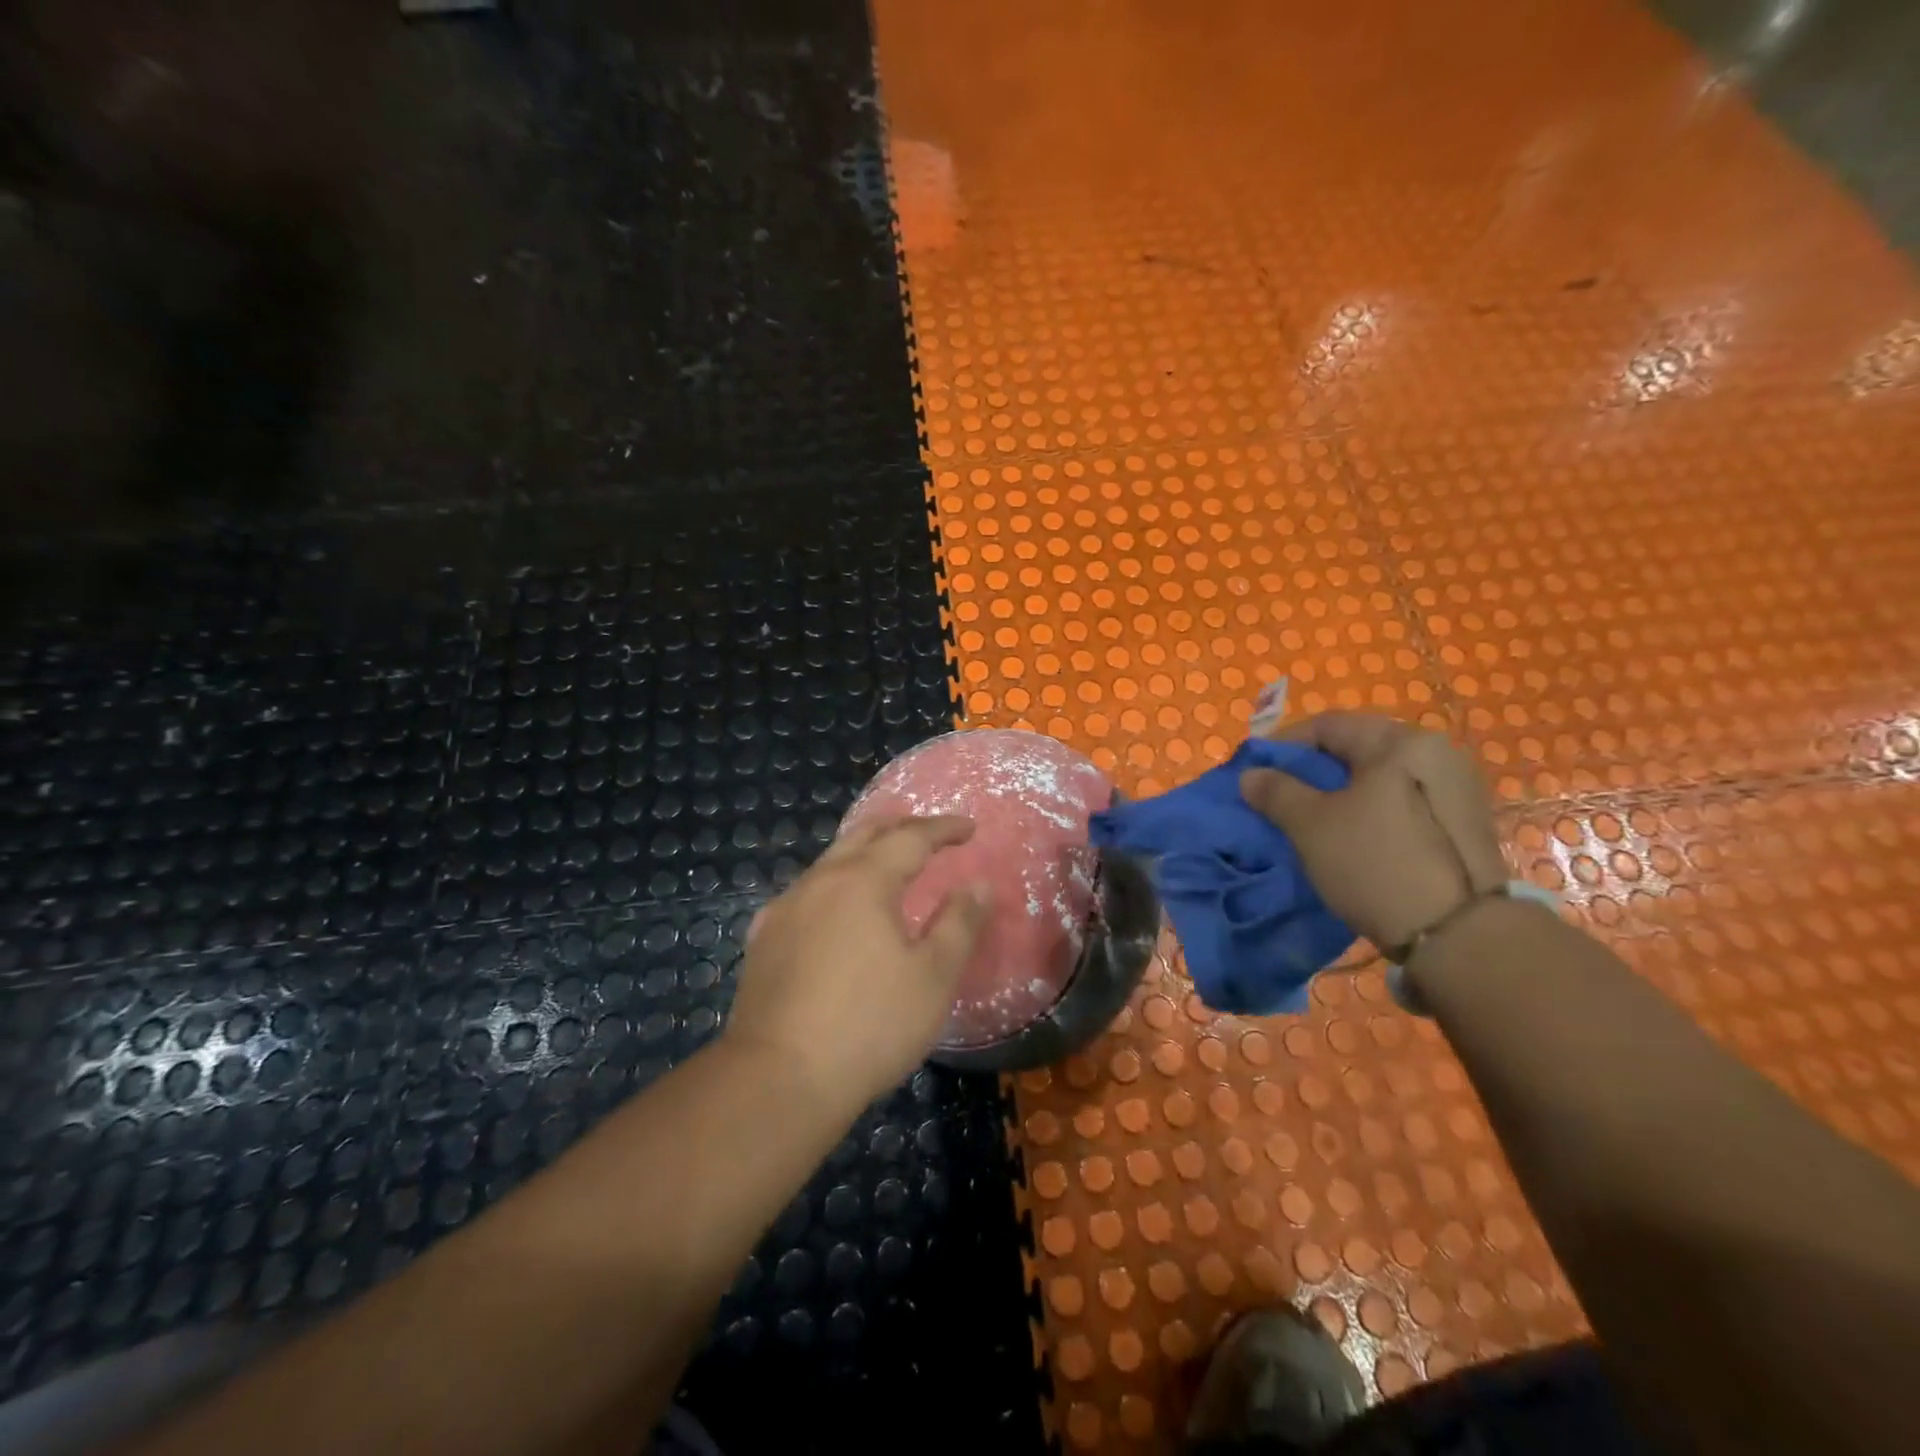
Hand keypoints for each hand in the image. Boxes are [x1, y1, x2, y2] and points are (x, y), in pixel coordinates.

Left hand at [726, 816, 989, 1113]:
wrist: (777, 1078)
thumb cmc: (870, 1025)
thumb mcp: (933, 976)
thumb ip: (959, 923)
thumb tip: (979, 884)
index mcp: (864, 881)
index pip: (910, 837)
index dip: (943, 828)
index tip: (969, 828)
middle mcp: (820, 881)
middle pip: (863, 835)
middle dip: (899, 826)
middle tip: (927, 831)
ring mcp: (785, 909)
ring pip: (829, 862)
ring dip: (863, 852)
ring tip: (885, 862)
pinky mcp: (763, 940)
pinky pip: (805, 893)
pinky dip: (833, 885)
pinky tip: (833, 908)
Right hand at [1239, 712, 1506, 952]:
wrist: (1459, 934)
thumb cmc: (1375, 862)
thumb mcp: (1311, 825)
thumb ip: (1276, 791)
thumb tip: (1251, 775)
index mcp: (1401, 741)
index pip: (1328, 725)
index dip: (1284, 744)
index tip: (1257, 772)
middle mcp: (1437, 752)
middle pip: (1357, 749)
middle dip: (1312, 770)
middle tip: (1280, 797)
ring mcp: (1457, 788)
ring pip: (1380, 778)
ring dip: (1340, 792)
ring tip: (1311, 820)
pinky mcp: (1464, 823)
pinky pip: (1402, 801)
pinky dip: (1369, 810)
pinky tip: (1351, 837)